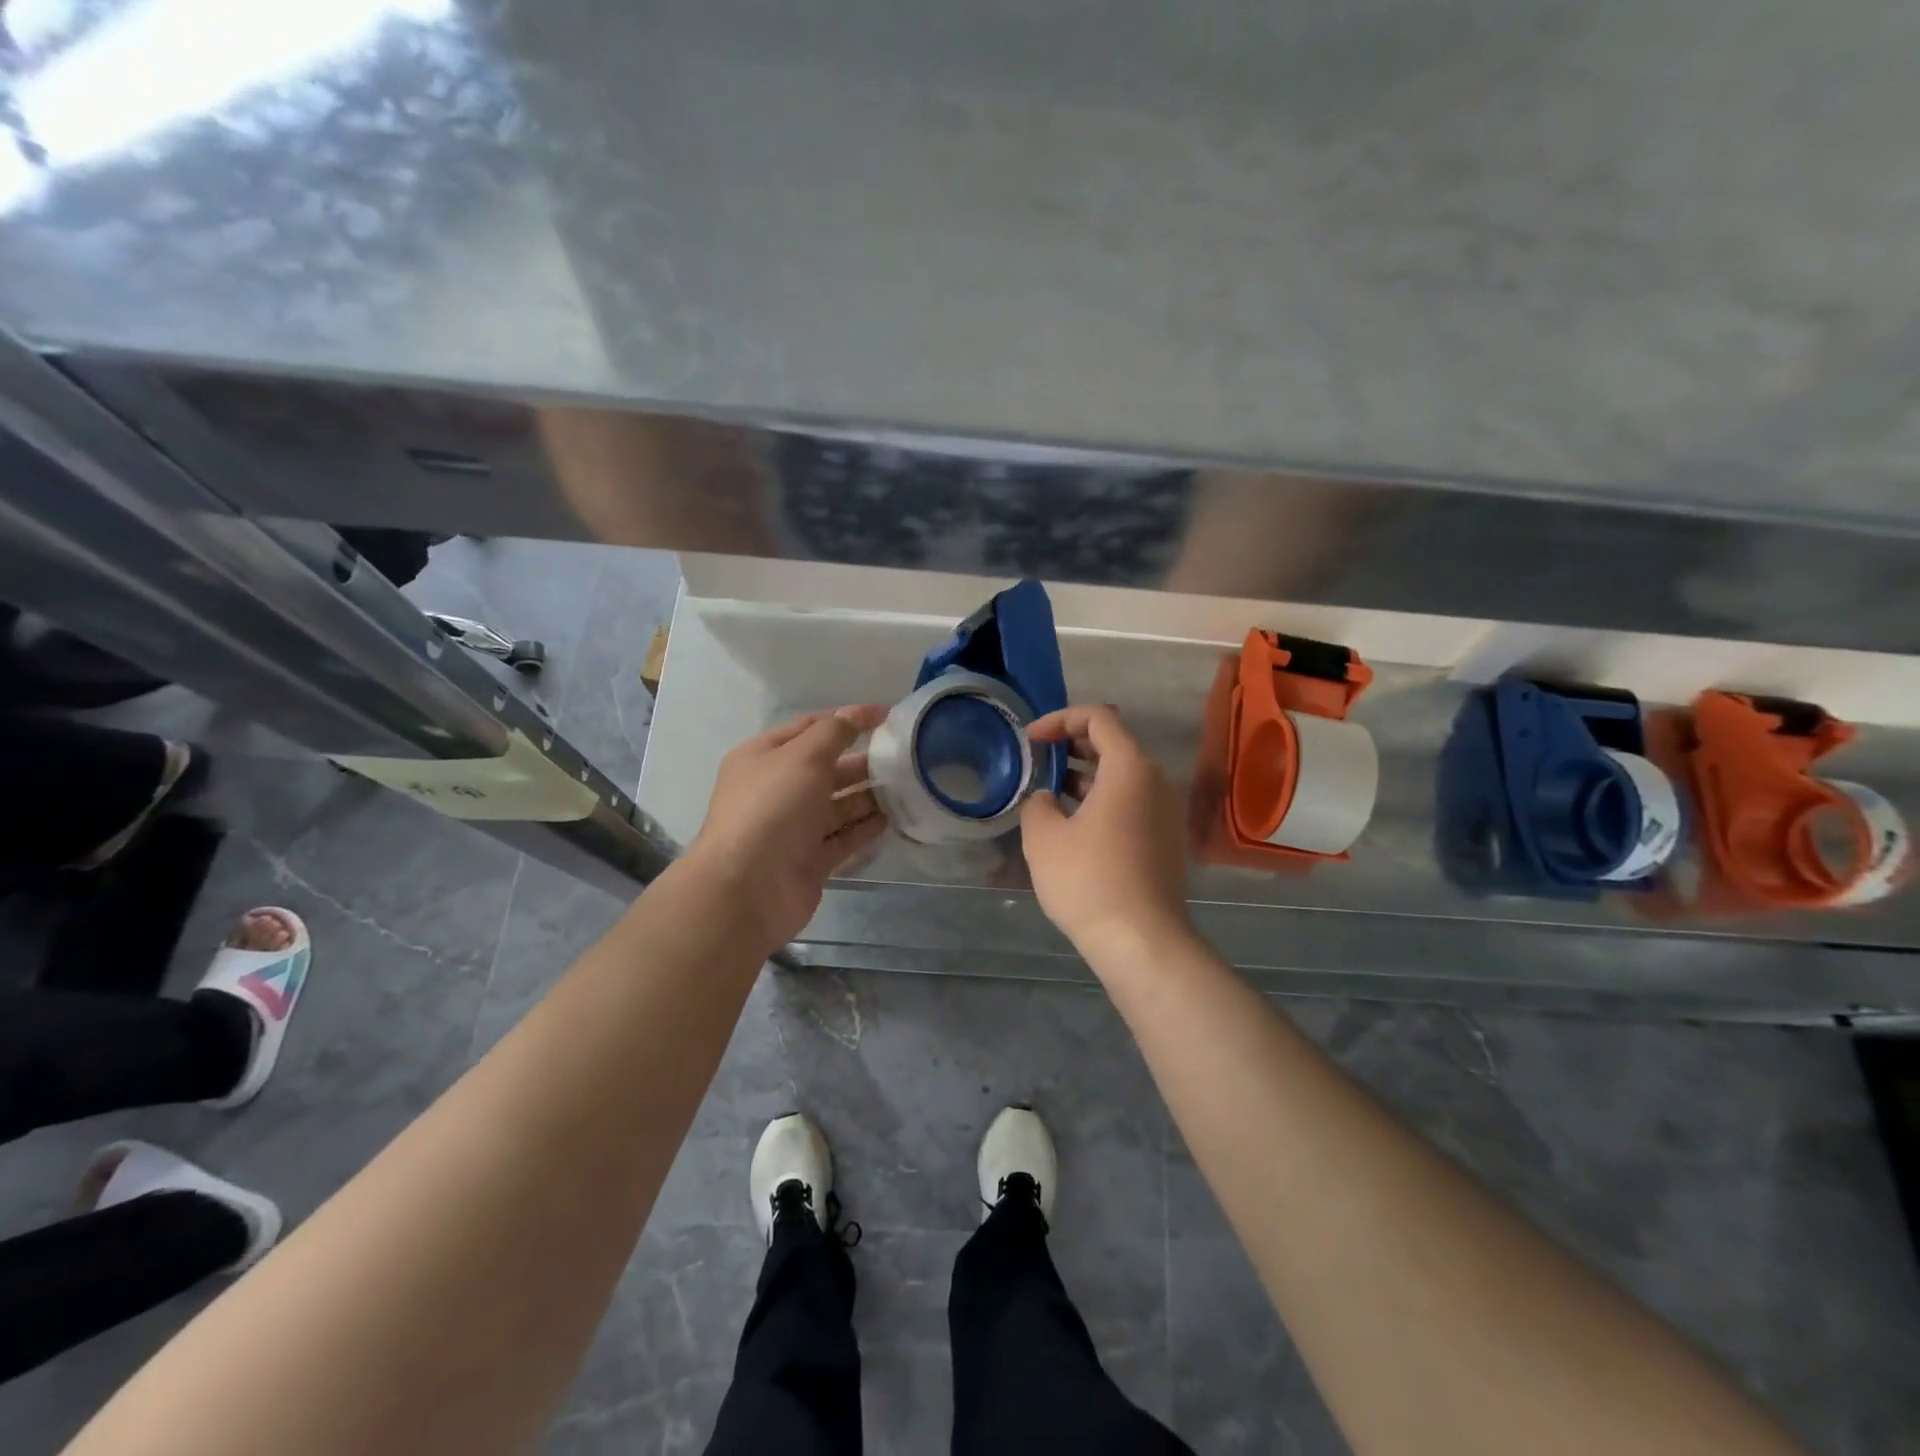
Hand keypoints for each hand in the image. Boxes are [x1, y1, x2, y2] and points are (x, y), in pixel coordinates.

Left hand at [685, 705, 888, 949]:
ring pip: (838, 804)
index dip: (847, 718)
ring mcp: (793, 827)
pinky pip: (843, 837)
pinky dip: (866, 828)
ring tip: (908, 787)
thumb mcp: (803, 756)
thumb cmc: (772, 808)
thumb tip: (854, 715)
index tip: (888, 716)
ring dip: (869, 795)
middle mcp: (777, 789)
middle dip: (863, 760)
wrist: (749, 888)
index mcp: (764, 757)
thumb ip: (833, 732)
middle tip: (903, 757)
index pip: (810, 727)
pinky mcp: (810, 860)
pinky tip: (893, 819)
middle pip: (827, 768)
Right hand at [1020, 705, 1191, 961]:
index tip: (1031, 740)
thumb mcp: (1043, 837)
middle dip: (1073, 745)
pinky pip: (1133, 802)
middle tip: (1040, 761)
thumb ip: (1038, 803)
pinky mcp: (1167, 839)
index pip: (1098, 717)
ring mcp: (1166, 812)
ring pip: (1124, 776)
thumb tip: (1049, 800)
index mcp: (1130, 768)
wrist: (1142, 941)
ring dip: (1087, 774)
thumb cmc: (1088, 880)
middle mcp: (1156, 781)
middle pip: (1114, 743)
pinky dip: (1103, 799)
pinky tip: (1076, 824)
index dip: (1059, 719)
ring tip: (1051, 792)